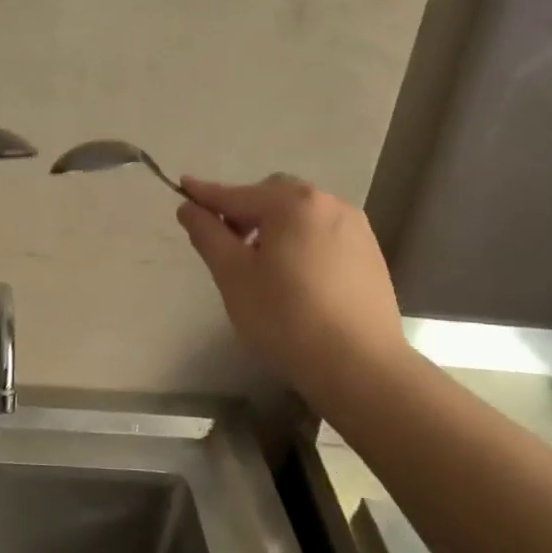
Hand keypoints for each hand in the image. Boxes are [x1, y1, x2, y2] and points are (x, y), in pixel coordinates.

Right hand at [178, 175, 411, 400]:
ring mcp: (355, 227)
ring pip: (301, 214)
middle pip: (273, 196)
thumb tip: (189, 207)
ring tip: (263, 265)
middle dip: (245, 211)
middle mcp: (328, 203)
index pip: (236, 195)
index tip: (181, 187)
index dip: (204, 194)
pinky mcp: (370, 253)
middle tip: (227, 245)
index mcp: (291, 203)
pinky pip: (324, 234)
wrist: (359, 365)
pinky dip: (302, 242)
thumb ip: (208, 234)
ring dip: (275, 226)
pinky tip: (297, 277)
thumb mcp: (233, 276)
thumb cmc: (285, 317)